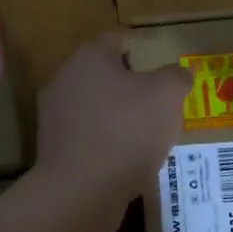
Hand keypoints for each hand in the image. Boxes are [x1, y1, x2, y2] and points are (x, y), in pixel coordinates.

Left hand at [36, 33, 192, 201]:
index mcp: (90, 57)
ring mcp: (55, 116)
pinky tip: (126, 160)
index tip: (163, 71)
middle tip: (160, 104)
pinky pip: (88, 136)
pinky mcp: (53, 149)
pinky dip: (107, 143)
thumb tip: (178, 74)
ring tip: (147, 136)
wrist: (81, 191)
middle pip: (105, 74)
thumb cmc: (127, 132)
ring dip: (119, 116)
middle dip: (132, 86)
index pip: (118, 39)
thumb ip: (177, 77)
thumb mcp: (167, 96)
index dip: (144, 50)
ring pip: (95, 107)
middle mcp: (65, 79)